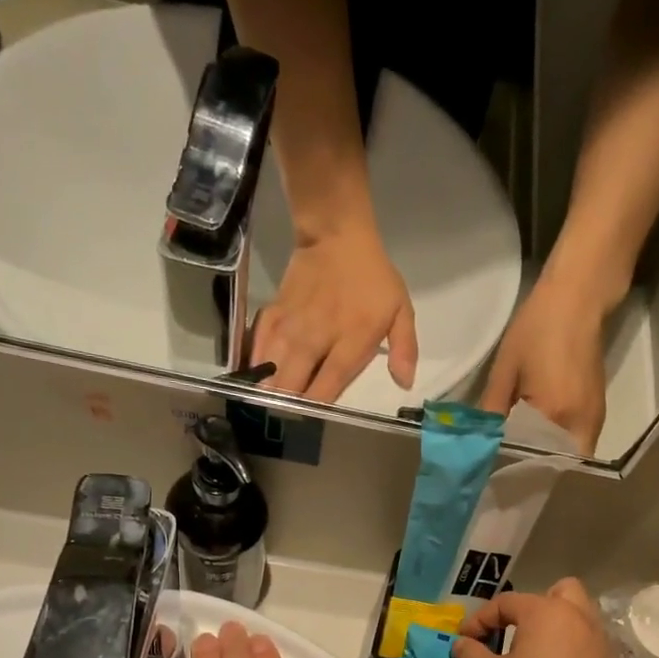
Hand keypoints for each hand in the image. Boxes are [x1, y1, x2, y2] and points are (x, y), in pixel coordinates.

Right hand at [255, 218, 417, 402]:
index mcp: (350, 341)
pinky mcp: (274, 313)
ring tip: (267, 406)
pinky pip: (258, 344)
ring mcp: (291, 326)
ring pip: (271, 367)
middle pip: (293, 383)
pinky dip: (255, 363)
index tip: (313, 422)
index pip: (328, 385)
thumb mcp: (401, 310)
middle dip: (289, 405)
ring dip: (268, 389)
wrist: (337, 235)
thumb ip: (405, 349)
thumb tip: (405, 384)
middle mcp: (316, 338)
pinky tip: (253, 378)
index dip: (317, 407)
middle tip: (289, 418)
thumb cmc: (373, 278)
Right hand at [451, 579, 623, 657]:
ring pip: (577, 618)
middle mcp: (580, 619)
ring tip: (528, 653)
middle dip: (531, 606)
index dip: (480, 619)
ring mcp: (599, 645)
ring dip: (552, 626)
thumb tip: (464, 643)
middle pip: (558, 592)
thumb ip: (471, 654)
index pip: (507, 602)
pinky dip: (567, 648)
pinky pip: (585, 644)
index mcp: (548, 612)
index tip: (463, 641)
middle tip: (510, 632)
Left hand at [479, 278, 609, 454]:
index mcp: (554, 414)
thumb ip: (493, 410)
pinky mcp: (598, 412)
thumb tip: (482, 442)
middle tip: (506, 468)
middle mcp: (580, 425)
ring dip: (546, 460)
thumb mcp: (505, 369)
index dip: (514, 468)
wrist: (578, 298)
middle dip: (532, 470)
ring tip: (520, 457)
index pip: (532, 459)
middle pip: (554, 466)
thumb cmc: (537, 328)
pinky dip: (558, 447)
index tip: (494, 470)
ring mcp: (594, 420)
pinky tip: (538, 439)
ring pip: (568, 458)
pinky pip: (577, 443)